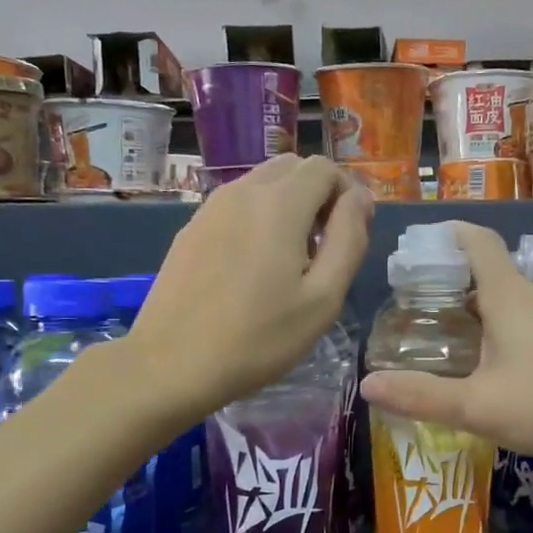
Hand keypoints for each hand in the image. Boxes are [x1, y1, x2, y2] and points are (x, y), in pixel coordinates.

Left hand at [132, 156, 371, 416]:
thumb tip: (360, 198)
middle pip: (292, 167)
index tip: (350, 235)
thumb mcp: (323, 298)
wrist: (172, 364)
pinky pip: (236, 204)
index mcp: (280, 204)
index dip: (347, 194)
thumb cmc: (258, 338)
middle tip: (324, 246)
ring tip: (291, 258)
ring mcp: (211, 207)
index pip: (325, 168)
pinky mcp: (191, 228)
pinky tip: (254, 266)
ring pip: (262, 182)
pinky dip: (258, 216)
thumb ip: (349, 239)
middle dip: (318, 194)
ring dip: (288, 204)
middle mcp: (243, 191)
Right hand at [359, 222, 532, 461]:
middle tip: (425, 313)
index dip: (449, 235)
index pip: (477, 242)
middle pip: (492, 274)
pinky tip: (510, 371)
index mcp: (508, 296)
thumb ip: (422, 396)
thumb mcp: (478, 407)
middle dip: (458, 286)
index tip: (423, 244)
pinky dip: (514, 332)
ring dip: (487, 314)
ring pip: (516, 302)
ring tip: (462, 347)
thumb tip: (367, 383)